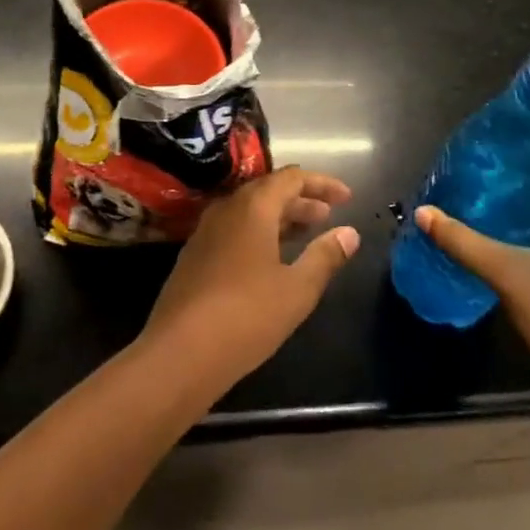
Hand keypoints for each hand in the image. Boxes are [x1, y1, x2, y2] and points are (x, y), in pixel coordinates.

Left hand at [140, 167, 358, 393]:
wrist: (179, 352)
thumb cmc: (246, 316)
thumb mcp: (297, 289)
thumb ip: (325, 257)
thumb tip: (350, 233)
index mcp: (253, 207)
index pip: (292, 178)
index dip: (321, 183)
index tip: (347, 198)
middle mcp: (227, 208)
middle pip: (269, 190)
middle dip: (302, 200)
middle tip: (329, 216)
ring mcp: (206, 231)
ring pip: (249, 210)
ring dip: (280, 217)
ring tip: (306, 234)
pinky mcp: (194, 254)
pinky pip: (234, 229)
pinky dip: (259, 232)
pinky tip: (270, 258)